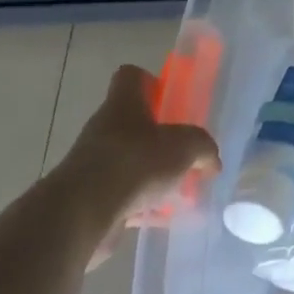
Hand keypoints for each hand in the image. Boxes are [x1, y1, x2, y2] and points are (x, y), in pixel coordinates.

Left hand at [55, 64, 219, 268]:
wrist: (81, 215)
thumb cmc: (134, 162)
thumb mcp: (185, 146)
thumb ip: (203, 148)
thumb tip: (212, 161)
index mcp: (123, 104)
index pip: (130, 76)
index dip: (150, 82)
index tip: (168, 99)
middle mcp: (103, 129)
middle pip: (131, 122)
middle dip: (157, 137)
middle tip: (182, 150)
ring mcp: (92, 165)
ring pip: (127, 161)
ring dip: (149, 173)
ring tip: (176, 189)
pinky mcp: (87, 200)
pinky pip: (120, 196)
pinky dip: (139, 205)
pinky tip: (160, 216)